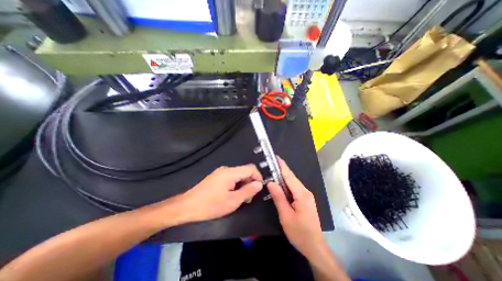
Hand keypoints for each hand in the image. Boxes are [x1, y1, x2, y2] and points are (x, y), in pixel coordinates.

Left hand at [176, 166, 262, 222]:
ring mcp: (220, 173)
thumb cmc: (211, 205)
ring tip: (241, 199)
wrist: (187, 206)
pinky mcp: (217, 177)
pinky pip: (231, 178)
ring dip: (243, 185)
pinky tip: (232, 196)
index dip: (258, 177)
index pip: (251, 168)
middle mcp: (226, 169)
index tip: (259, 189)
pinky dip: (236, 185)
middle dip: (250, 183)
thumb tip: (259, 184)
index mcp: (231, 172)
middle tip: (248, 198)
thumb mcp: (233, 201)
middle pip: (244, 171)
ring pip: (238, 175)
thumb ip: (248, 191)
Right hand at [267, 159, 325, 256]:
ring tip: (272, 171)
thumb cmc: (299, 232)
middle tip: (270, 164)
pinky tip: (280, 184)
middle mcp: (305, 191)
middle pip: (291, 178)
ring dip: (283, 177)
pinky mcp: (305, 200)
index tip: (276, 157)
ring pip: (292, 183)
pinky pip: (294, 188)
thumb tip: (270, 182)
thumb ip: (278, 197)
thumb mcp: (286, 215)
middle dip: (281, 170)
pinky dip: (286, 184)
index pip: (289, 176)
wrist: (314, 247)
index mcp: (302, 194)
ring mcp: (306, 195)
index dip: (282, 166)